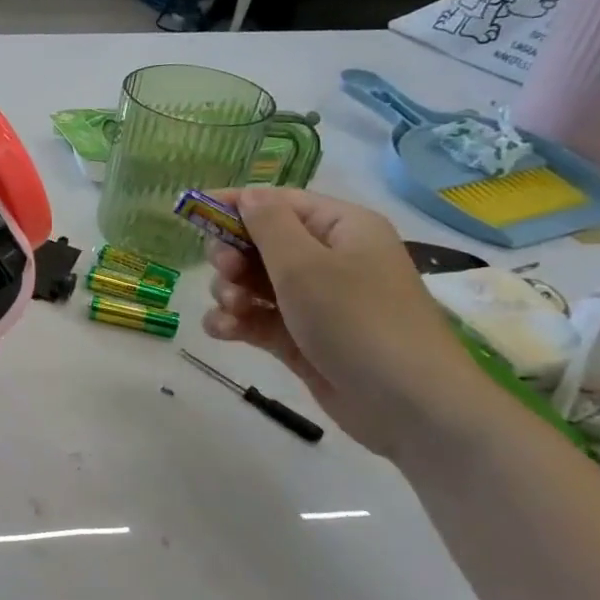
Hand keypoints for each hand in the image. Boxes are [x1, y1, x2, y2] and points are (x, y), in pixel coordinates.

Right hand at [199, 188, 493, 457]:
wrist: (408, 405)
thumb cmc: (357, 321)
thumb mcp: (306, 265)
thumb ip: (268, 225)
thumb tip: (248, 194)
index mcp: (340, 229)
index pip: (278, 202)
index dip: (234, 205)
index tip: (191, 212)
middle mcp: (328, 259)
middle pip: (259, 243)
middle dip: (232, 257)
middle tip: (225, 273)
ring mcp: (314, 301)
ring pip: (252, 283)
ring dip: (229, 292)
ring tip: (230, 311)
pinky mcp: (300, 337)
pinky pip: (256, 318)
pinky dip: (235, 321)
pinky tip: (223, 332)